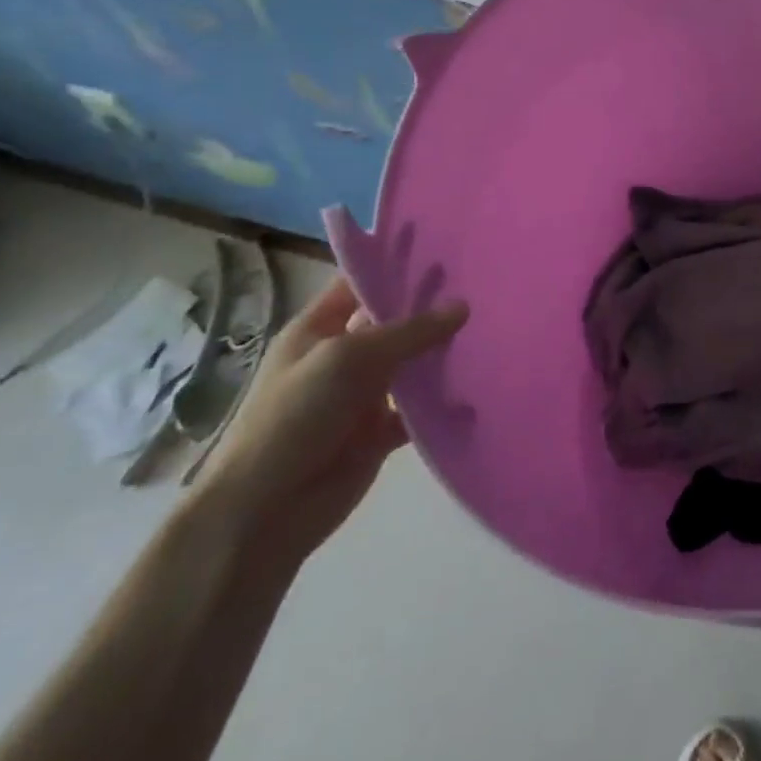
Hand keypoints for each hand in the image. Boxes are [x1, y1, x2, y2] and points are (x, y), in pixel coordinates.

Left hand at [191, 276, 466, 565]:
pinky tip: (481, 382)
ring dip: (444, 351)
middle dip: (433, 306)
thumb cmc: (294, 417)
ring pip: (413, 362)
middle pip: (394, 321)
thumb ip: (409, 331)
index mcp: (318, 330)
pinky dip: (446, 399)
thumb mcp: (349, 358)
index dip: (396, 266)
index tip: (447, 248)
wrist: (265, 511)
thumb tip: (463, 306)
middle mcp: (343, 356)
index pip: (359, 283)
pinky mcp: (380, 431)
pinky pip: (422, 407)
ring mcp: (362, 395)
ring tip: (495, 327)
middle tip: (487, 284)